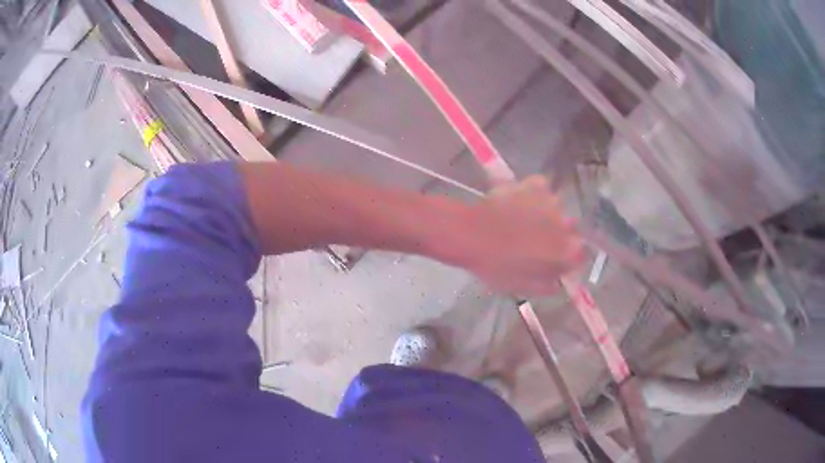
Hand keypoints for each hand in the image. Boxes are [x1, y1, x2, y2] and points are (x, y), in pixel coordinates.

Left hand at [451, 176, 583, 296]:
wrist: (472, 234)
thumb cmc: (497, 267)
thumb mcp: (522, 287)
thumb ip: (547, 286)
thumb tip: (558, 282)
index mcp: (566, 253)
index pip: (579, 253)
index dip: (566, 255)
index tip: (552, 257)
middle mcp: (567, 226)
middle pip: (569, 229)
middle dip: (557, 233)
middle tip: (533, 237)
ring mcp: (553, 202)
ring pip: (555, 208)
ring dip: (545, 213)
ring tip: (522, 218)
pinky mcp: (537, 184)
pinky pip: (542, 188)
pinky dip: (534, 193)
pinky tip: (518, 200)